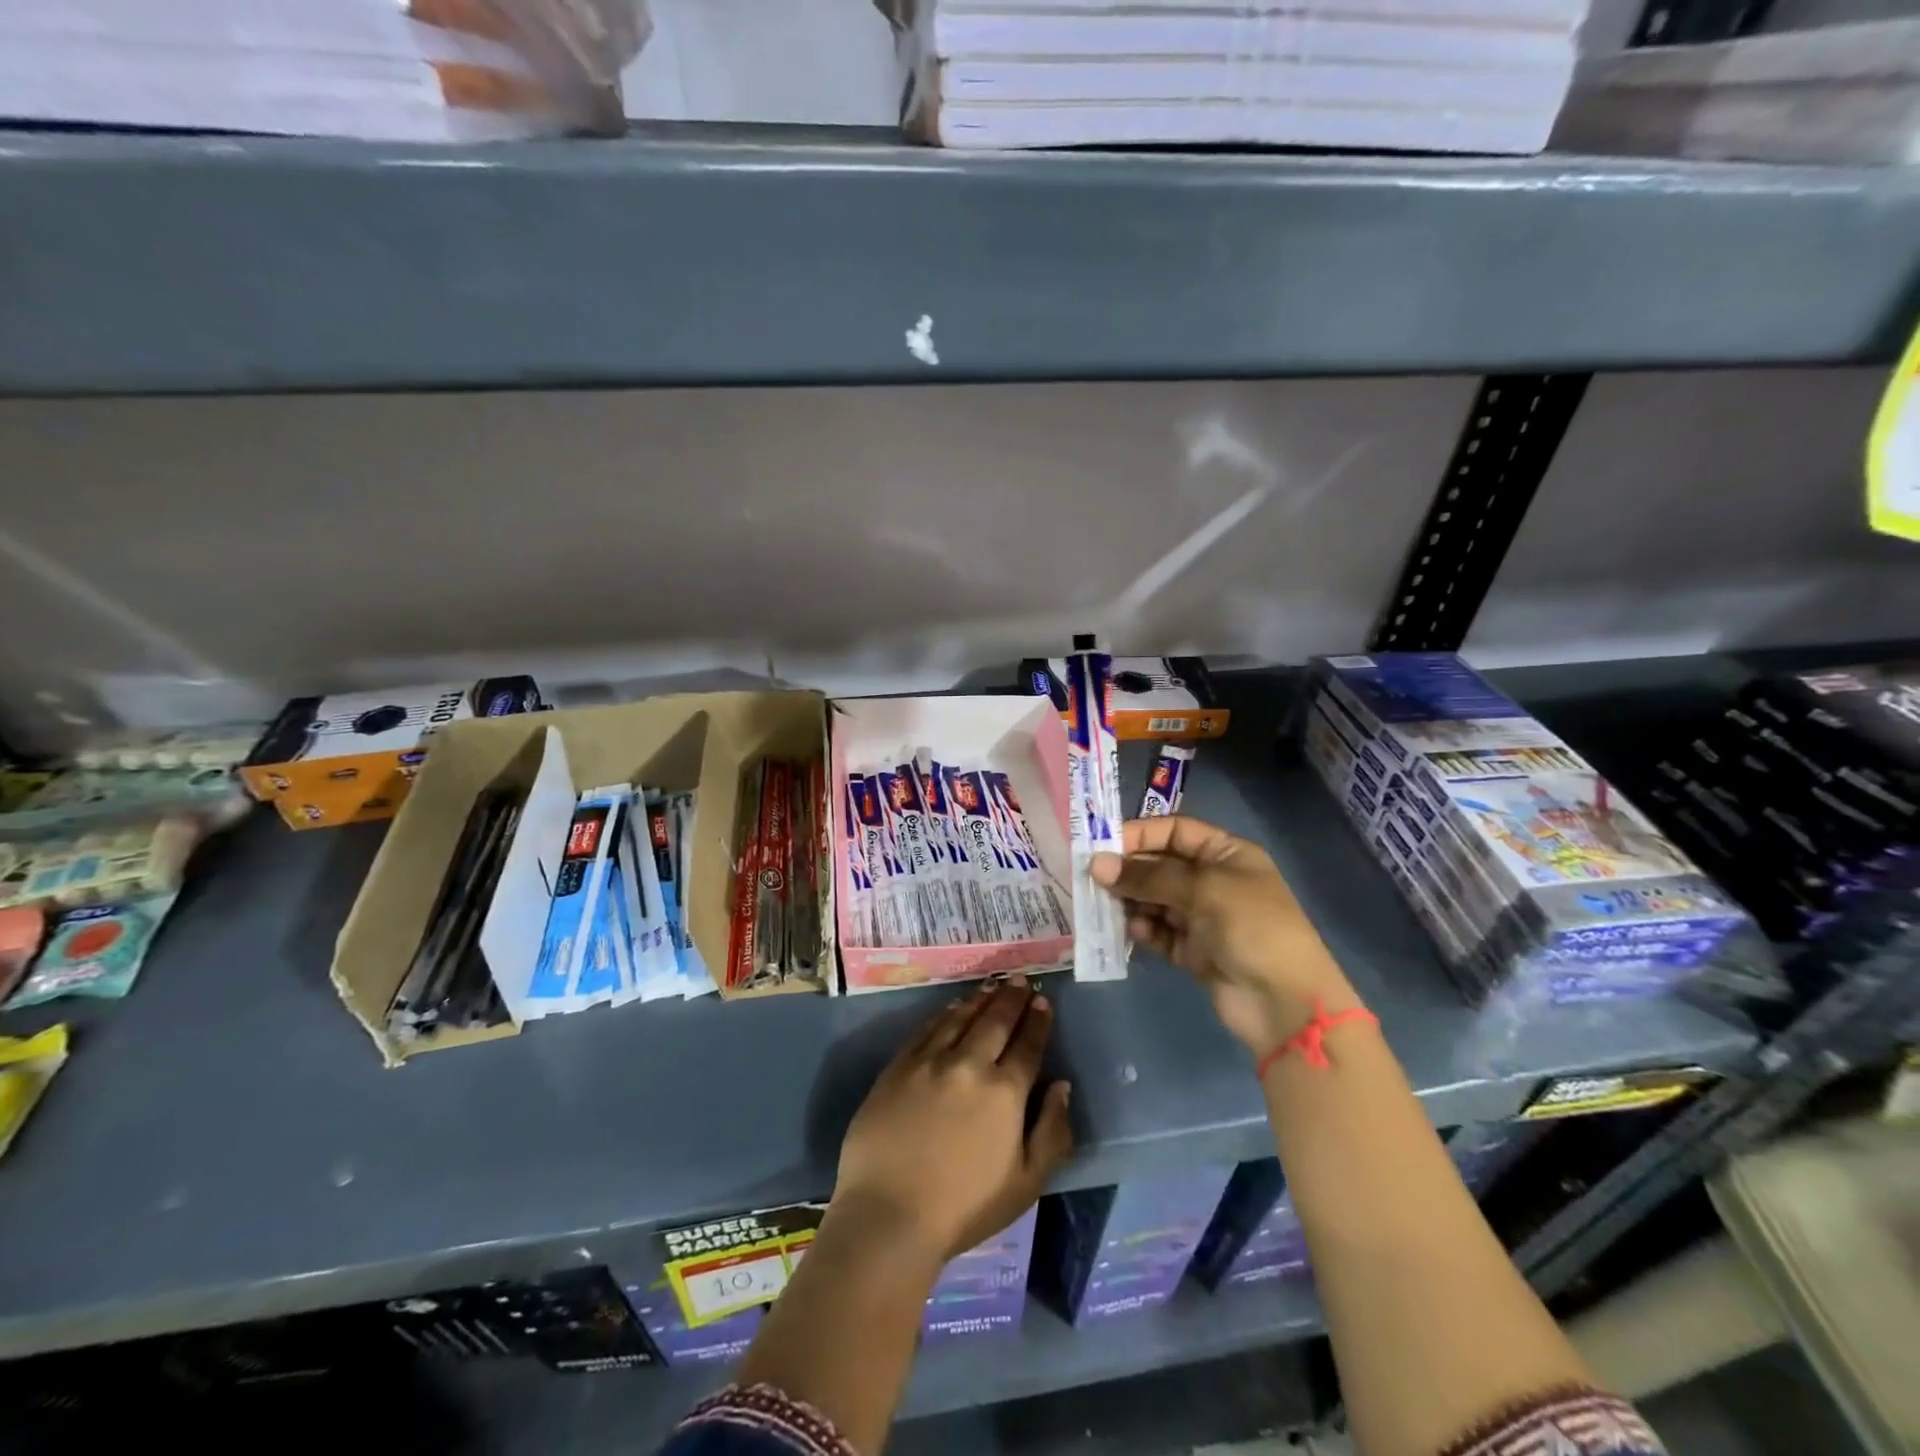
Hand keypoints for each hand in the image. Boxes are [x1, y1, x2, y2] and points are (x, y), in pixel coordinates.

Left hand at [833, 978, 1072, 1264]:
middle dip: (1012, 999)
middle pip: (995, 1021)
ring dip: (980, 999)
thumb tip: (1062, 1087)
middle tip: (1020, 981)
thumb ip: (1052, 1132)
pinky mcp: (899, 1066)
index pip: (1028, 1045)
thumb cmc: (965, 1208)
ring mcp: (930, 1061)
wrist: (889, 1214)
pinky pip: (927, 1028)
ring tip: (992, 987)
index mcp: (1005, 1092)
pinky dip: (945, 1013)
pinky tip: (952, 1007)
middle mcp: (970, 1064)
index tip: (1042, 1001)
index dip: (1037, 1021)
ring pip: (961, 1017)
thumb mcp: (1026, 1183)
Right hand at [1091, 815, 1361, 1052]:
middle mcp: (1213, 880)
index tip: (1102, 846)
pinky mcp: (1192, 951)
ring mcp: (1202, 917)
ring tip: (1107, 907)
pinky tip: (1135, 932)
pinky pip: (1158, 932)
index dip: (1140, 834)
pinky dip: (1144, 930)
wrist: (1285, 1004)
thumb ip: (1149, 877)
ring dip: (1131, 902)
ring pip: (1154, 900)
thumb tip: (1096, 864)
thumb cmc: (1253, 928)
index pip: (1175, 831)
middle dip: (1129, 871)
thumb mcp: (1204, 890)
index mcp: (1226, 854)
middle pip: (1160, 865)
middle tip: (1093, 879)